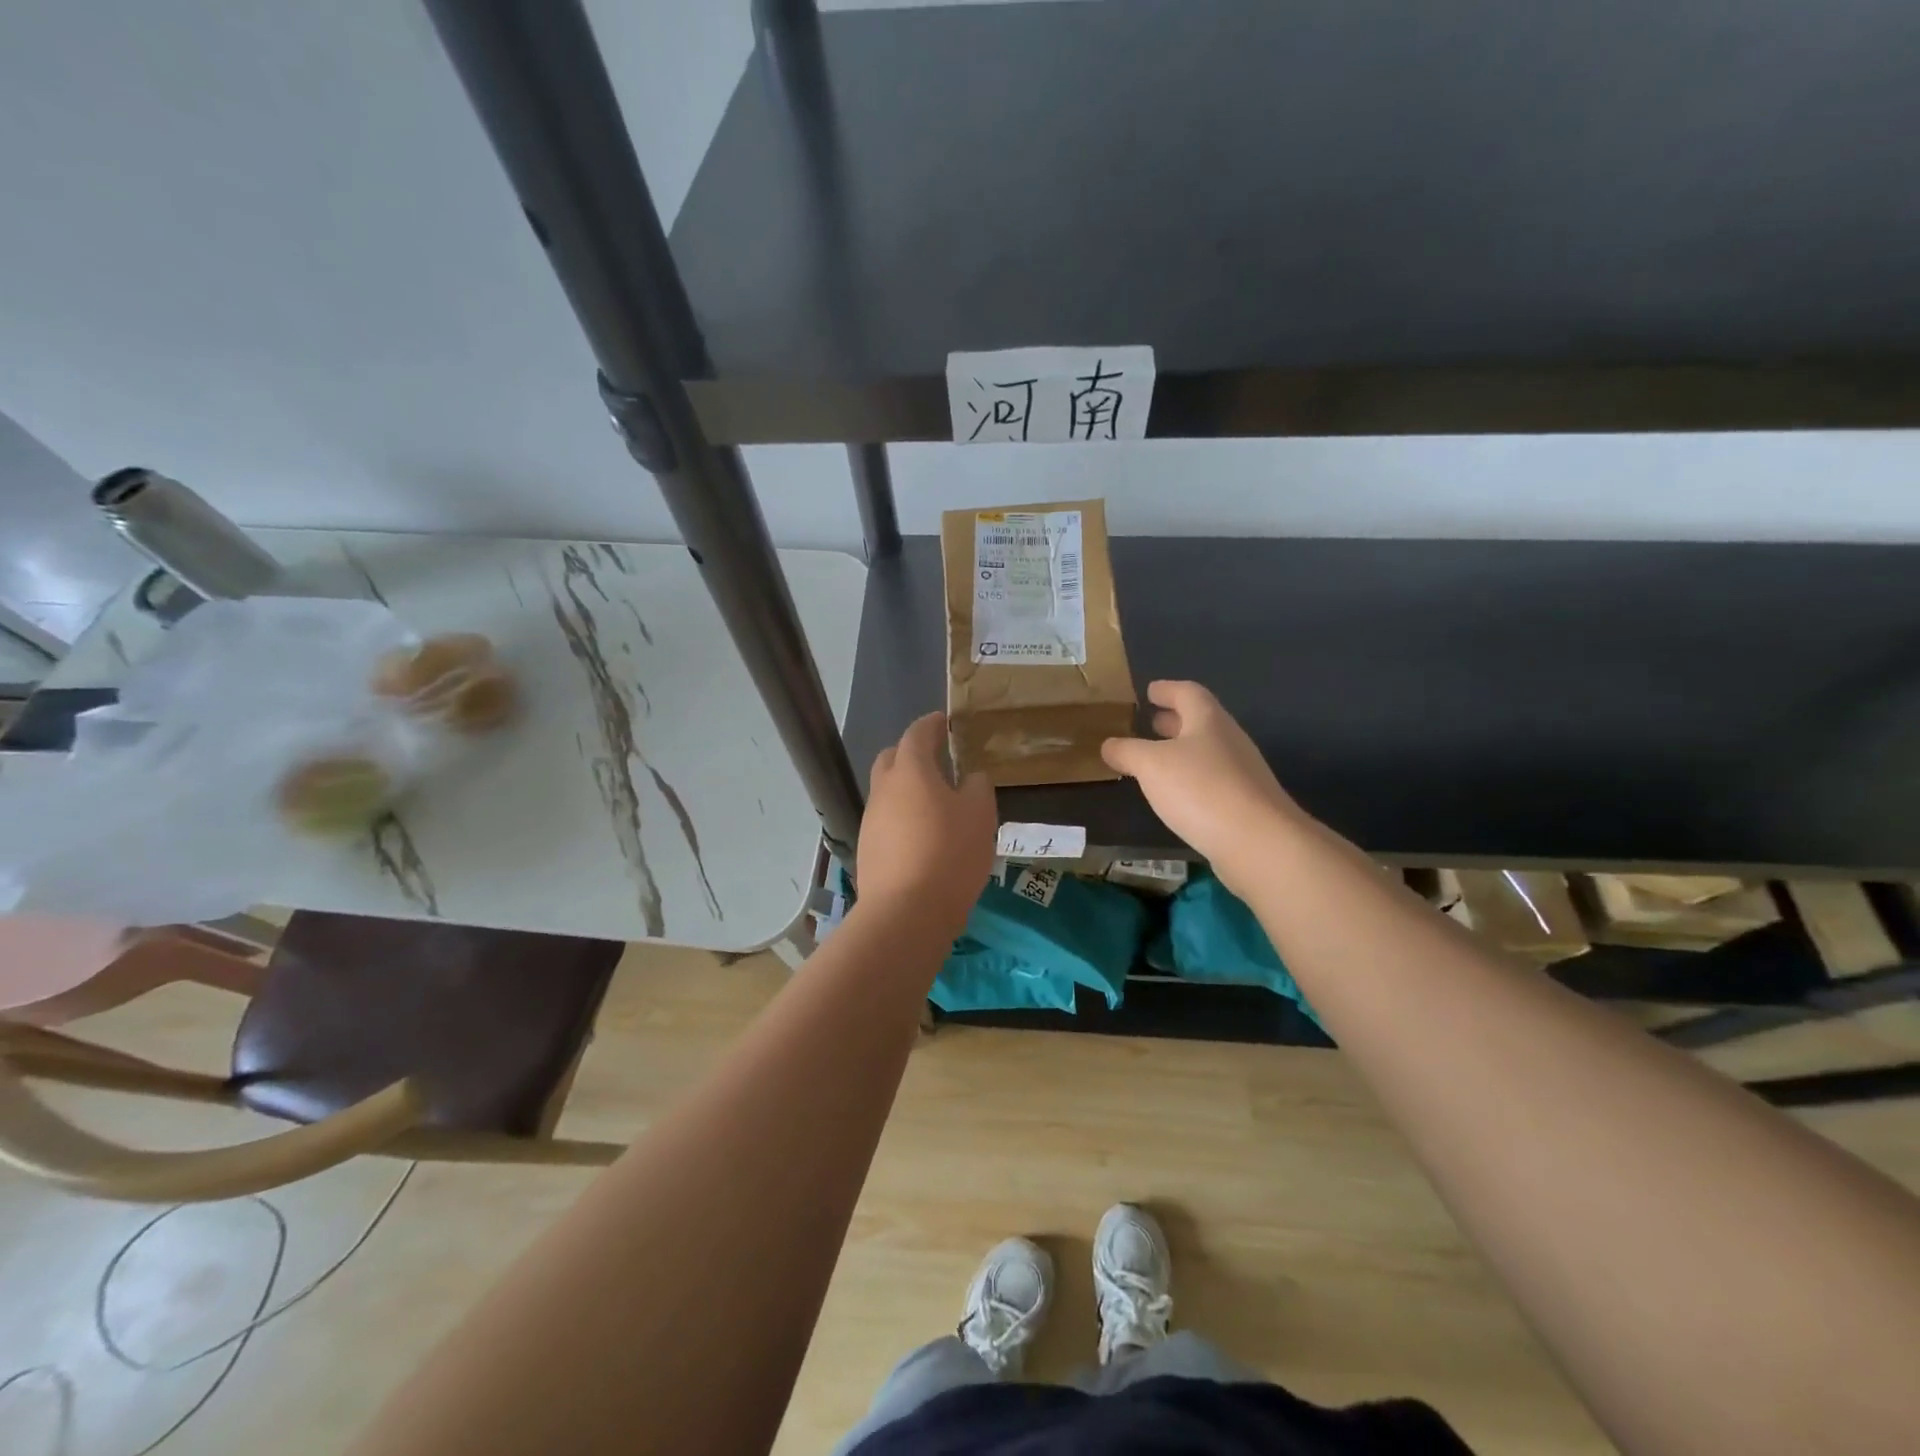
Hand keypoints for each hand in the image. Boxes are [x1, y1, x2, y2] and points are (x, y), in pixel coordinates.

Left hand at [857, 712, 997, 935]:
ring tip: (935, 804)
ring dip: (907, 790)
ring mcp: (871, 821)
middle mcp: (884, 790)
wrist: (906, 912)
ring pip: (887, 793)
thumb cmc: (950, 853)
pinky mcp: (867, 850)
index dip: (931, 724)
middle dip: (910, 753)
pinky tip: (922, 838)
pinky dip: (902, 819)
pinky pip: (886, 822)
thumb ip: (977, 787)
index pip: (916, 734)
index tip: (943, 721)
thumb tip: (969, 777)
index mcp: (911, 771)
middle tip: (937, 760)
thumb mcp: (980, 815)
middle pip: (891, 759)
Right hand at [1101, 681, 1310, 892]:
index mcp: (1208, 720)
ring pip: (1207, 752)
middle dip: (1174, 720)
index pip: (1188, 693)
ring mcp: (1242, 773)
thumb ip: (1127, 751)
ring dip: (1182, 751)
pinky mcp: (1245, 804)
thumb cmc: (1201, 789)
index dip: (1167, 689)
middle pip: (1200, 721)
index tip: (1150, 690)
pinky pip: (1212, 781)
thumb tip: (1109, 745)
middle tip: (1150, 722)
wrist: (1258, 842)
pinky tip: (1176, 795)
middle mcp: (1229, 740)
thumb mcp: (1151, 765)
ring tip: (1156, 760)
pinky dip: (1191, 779)